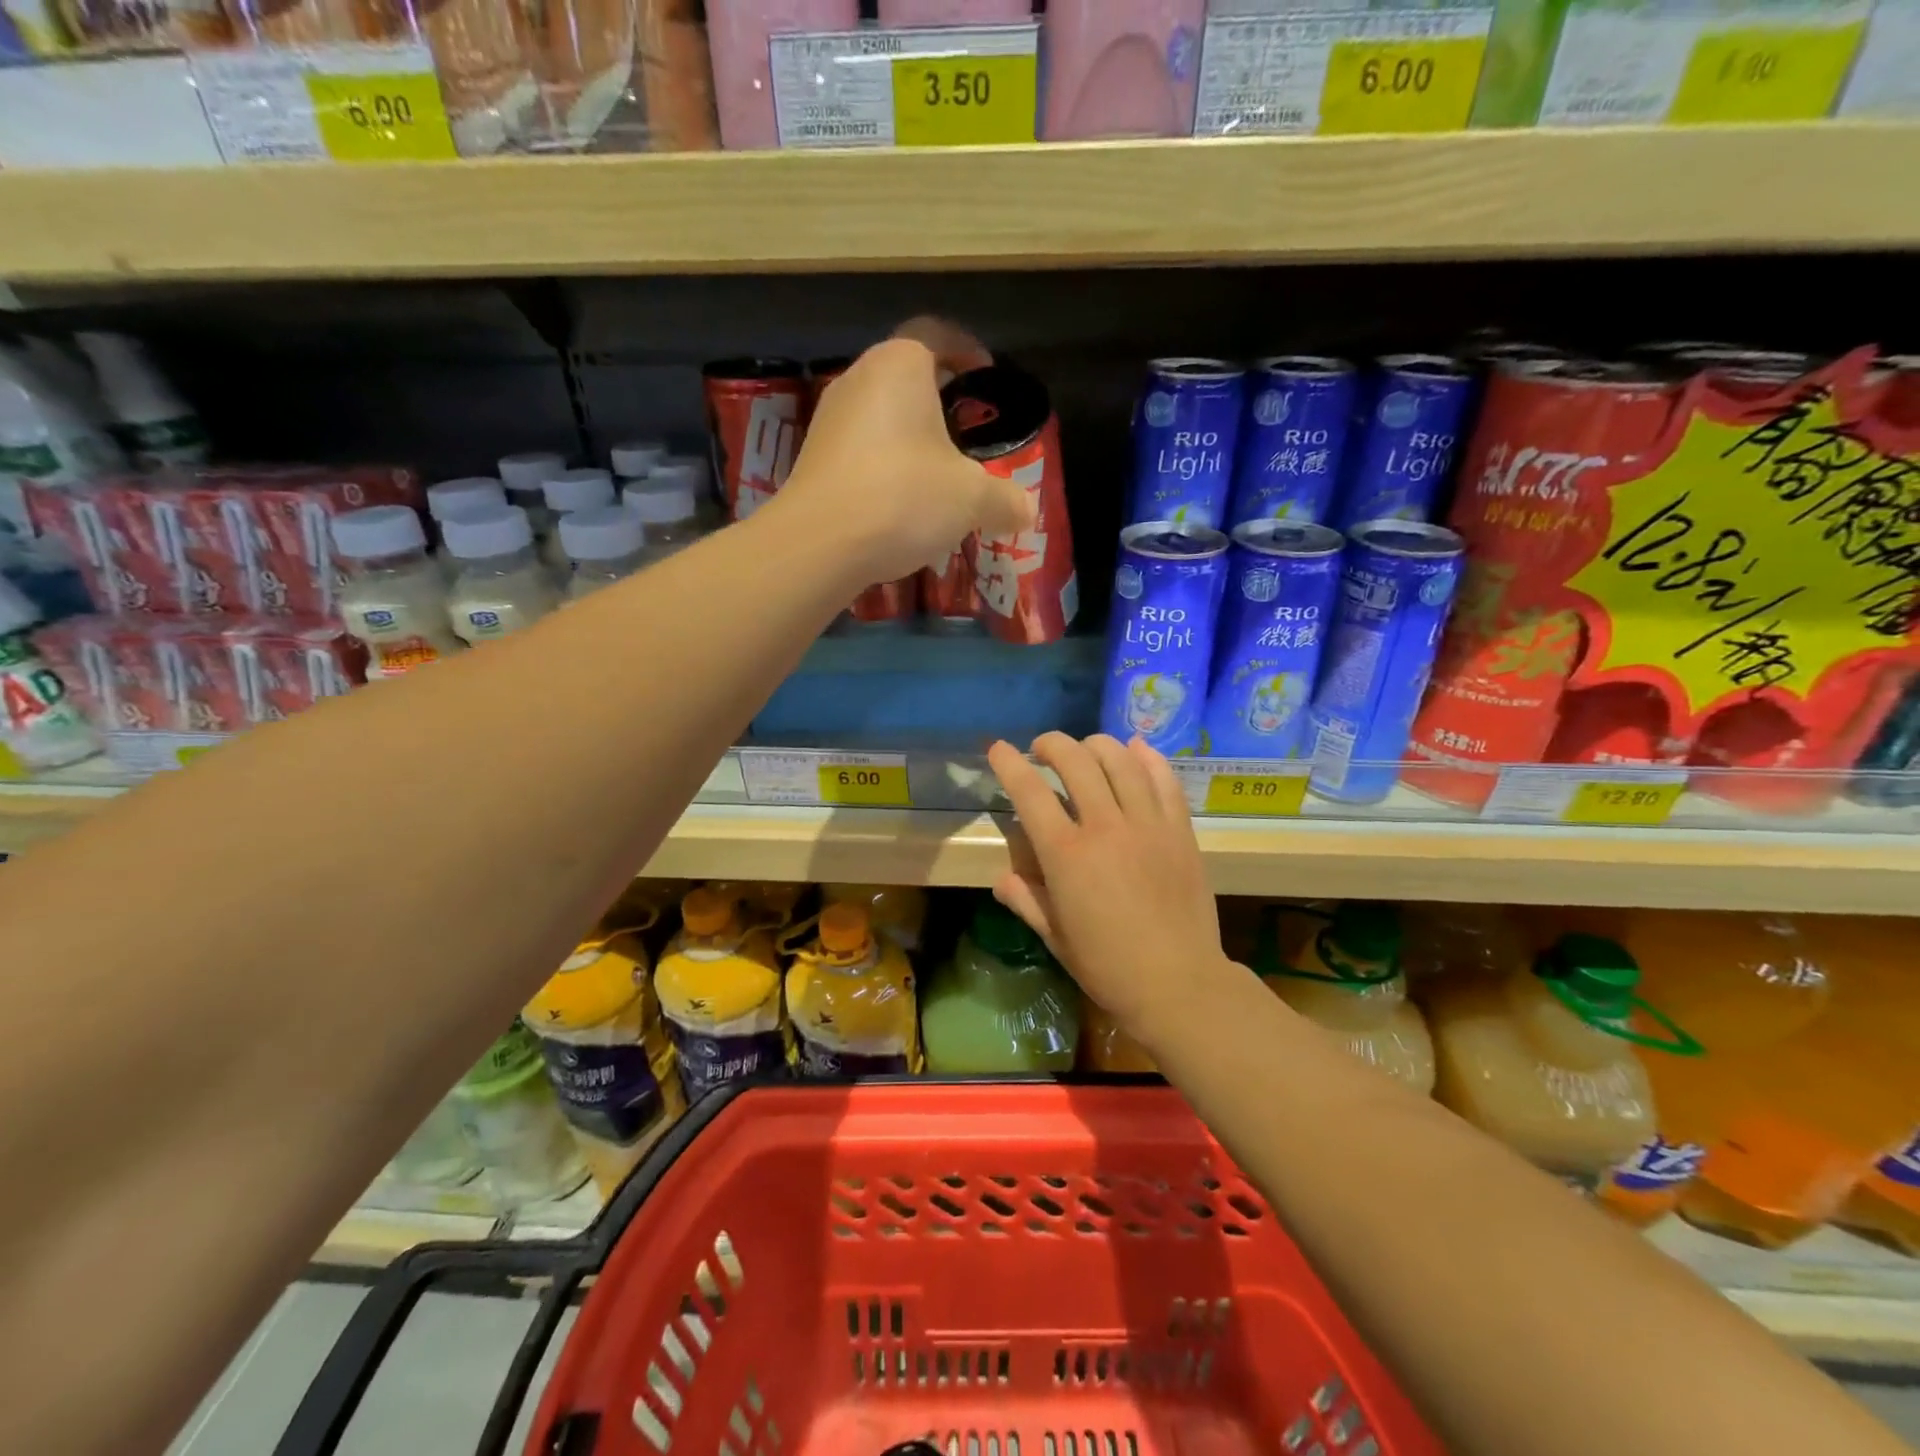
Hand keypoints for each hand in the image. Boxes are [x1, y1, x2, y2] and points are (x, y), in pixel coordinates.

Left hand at [767, 319, 1034, 585]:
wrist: (819, 544)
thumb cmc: (903, 498)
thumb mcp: (971, 500)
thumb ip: (1005, 500)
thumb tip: (1027, 511)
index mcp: (901, 364)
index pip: (938, 334)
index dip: (967, 350)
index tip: (986, 376)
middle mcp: (859, 378)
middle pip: (907, 376)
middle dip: (939, 400)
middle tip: (967, 432)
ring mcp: (829, 419)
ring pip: (881, 415)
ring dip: (910, 438)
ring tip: (937, 475)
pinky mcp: (813, 458)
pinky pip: (860, 450)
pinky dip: (884, 466)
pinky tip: (900, 504)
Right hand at [987, 732, 1226, 1038]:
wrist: (1180, 984)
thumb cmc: (1108, 966)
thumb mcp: (1055, 937)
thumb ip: (1025, 900)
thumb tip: (1003, 877)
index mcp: (1067, 855)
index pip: (1030, 792)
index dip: (1009, 764)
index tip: (998, 749)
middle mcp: (1106, 827)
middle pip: (1076, 761)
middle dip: (1052, 744)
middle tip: (1042, 749)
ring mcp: (1148, 824)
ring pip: (1120, 760)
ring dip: (1096, 744)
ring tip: (1085, 749)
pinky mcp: (1180, 830)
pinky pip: (1164, 779)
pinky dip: (1146, 757)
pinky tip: (1135, 749)